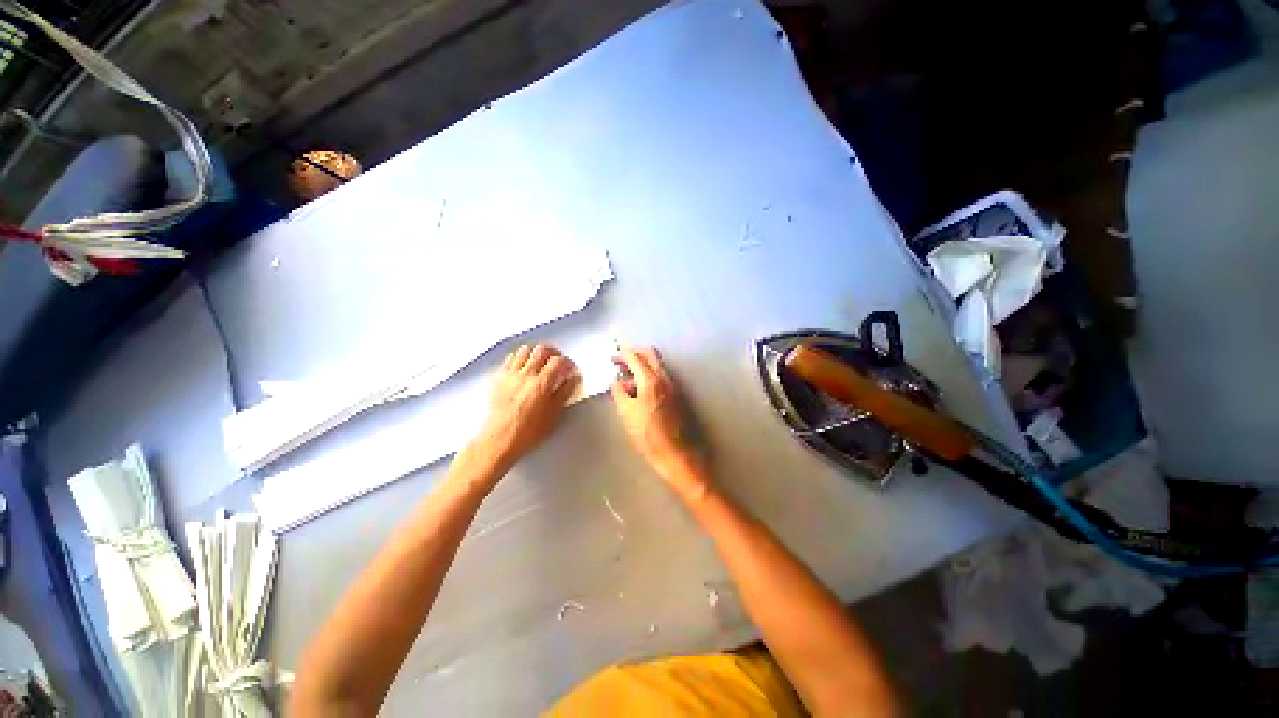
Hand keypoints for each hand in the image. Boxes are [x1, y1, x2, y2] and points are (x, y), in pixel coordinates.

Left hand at [465, 344, 578, 477]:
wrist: (500, 439)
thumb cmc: (528, 431)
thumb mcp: (553, 414)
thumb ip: (564, 392)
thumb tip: (572, 378)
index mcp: (541, 384)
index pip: (558, 361)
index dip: (567, 362)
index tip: (570, 367)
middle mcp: (526, 375)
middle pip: (541, 350)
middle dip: (553, 352)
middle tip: (557, 360)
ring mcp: (510, 375)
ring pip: (524, 350)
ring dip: (535, 353)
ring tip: (540, 361)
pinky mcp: (499, 378)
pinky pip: (510, 359)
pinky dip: (519, 358)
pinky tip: (523, 367)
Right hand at [611, 347, 710, 503]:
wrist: (677, 454)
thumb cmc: (648, 435)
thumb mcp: (626, 414)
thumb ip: (619, 393)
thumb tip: (617, 382)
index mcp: (651, 380)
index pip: (636, 357)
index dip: (622, 354)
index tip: (613, 357)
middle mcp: (665, 378)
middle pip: (651, 354)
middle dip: (635, 354)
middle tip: (621, 362)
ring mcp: (674, 386)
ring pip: (657, 365)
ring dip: (642, 366)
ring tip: (627, 381)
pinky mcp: (678, 395)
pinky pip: (662, 377)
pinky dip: (650, 376)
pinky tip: (640, 392)